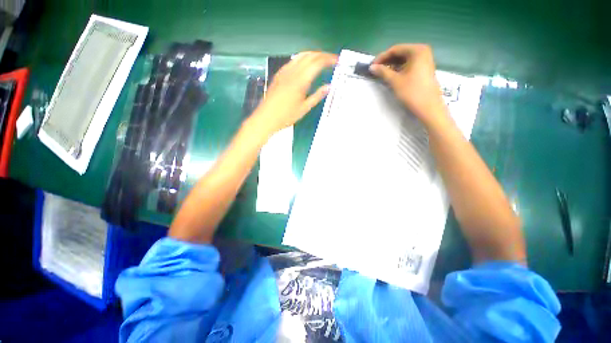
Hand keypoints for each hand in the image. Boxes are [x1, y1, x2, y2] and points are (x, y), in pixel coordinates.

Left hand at [250, 52, 336, 137]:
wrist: (266, 118)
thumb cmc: (286, 116)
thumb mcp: (304, 108)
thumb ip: (317, 96)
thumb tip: (329, 87)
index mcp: (301, 80)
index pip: (317, 62)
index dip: (329, 59)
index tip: (337, 61)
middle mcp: (292, 71)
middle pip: (310, 55)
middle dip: (322, 55)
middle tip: (331, 60)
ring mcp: (284, 71)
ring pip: (301, 55)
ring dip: (313, 55)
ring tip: (321, 60)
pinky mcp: (279, 74)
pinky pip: (293, 60)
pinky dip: (303, 59)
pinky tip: (305, 65)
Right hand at [370, 44, 446, 124]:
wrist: (428, 107)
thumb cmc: (412, 92)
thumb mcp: (395, 81)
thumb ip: (383, 72)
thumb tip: (371, 67)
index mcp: (417, 50)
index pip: (395, 49)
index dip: (382, 57)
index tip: (372, 65)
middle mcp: (422, 51)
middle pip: (400, 53)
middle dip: (387, 61)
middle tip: (375, 69)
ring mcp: (425, 60)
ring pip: (404, 59)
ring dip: (392, 65)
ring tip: (381, 73)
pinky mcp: (424, 69)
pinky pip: (409, 65)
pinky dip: (399, 69)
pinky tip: (391, 75)